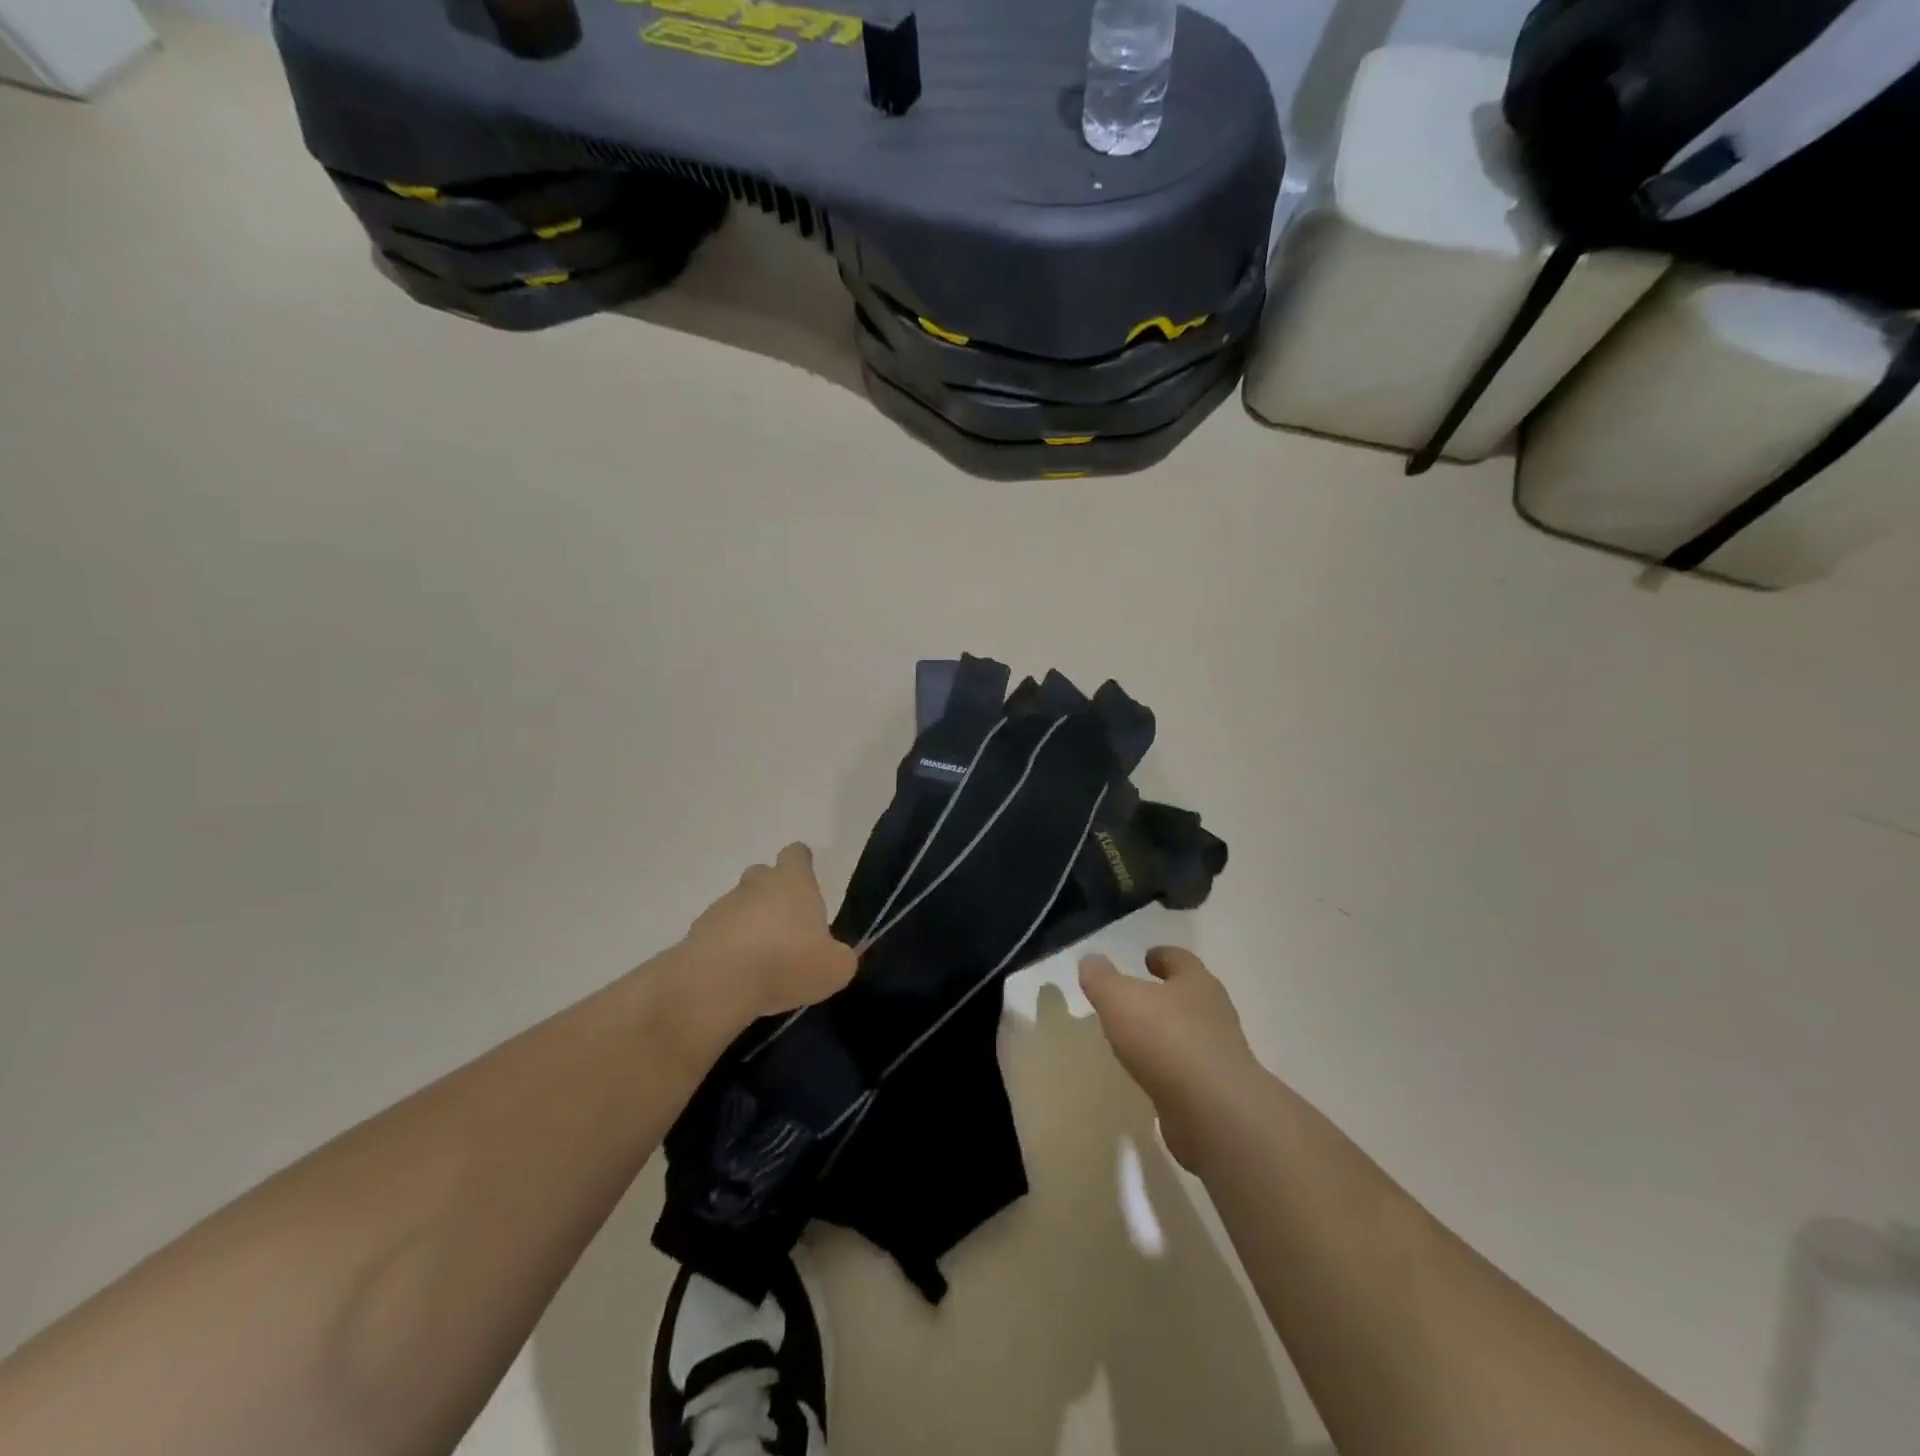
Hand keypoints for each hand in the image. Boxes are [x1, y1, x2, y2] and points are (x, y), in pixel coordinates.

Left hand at [680, 844, 858, 1025]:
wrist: (716, 983)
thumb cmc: (785, 962)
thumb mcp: (834, 968)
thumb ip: (840, 958)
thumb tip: (836, 957)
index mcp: (793, 881)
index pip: (797, 854)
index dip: (802, 865)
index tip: (807, 883)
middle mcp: (756, 884)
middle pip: (764, 876)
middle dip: (773, 896)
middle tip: (787, 929)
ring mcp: (721, 907)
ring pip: (740, 907)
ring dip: (750, 926)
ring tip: (762, 963)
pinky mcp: (697, 934)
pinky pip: (719, 935)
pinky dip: (728, 951)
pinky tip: (738, 978)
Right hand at [1080, 947, 1260, 1170]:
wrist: (1214, 1112)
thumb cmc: (1166, 1038)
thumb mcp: (1119, 998)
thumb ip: (1102, 978)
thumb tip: (1091, 960)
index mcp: (1196, 982)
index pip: (1180, 959)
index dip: (1162, 956)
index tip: (1146, 958)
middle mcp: (1214, 1013)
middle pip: (1189, 995)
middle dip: (1166, 995)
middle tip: (1137, 997)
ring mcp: (1219, 1054)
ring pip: (1191, 1034)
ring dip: (1168, 1033)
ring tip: (1137, 1039)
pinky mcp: (1217, 1092)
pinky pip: (1188, 1071)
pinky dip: (1170, 1069)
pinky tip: (1150, 1076)